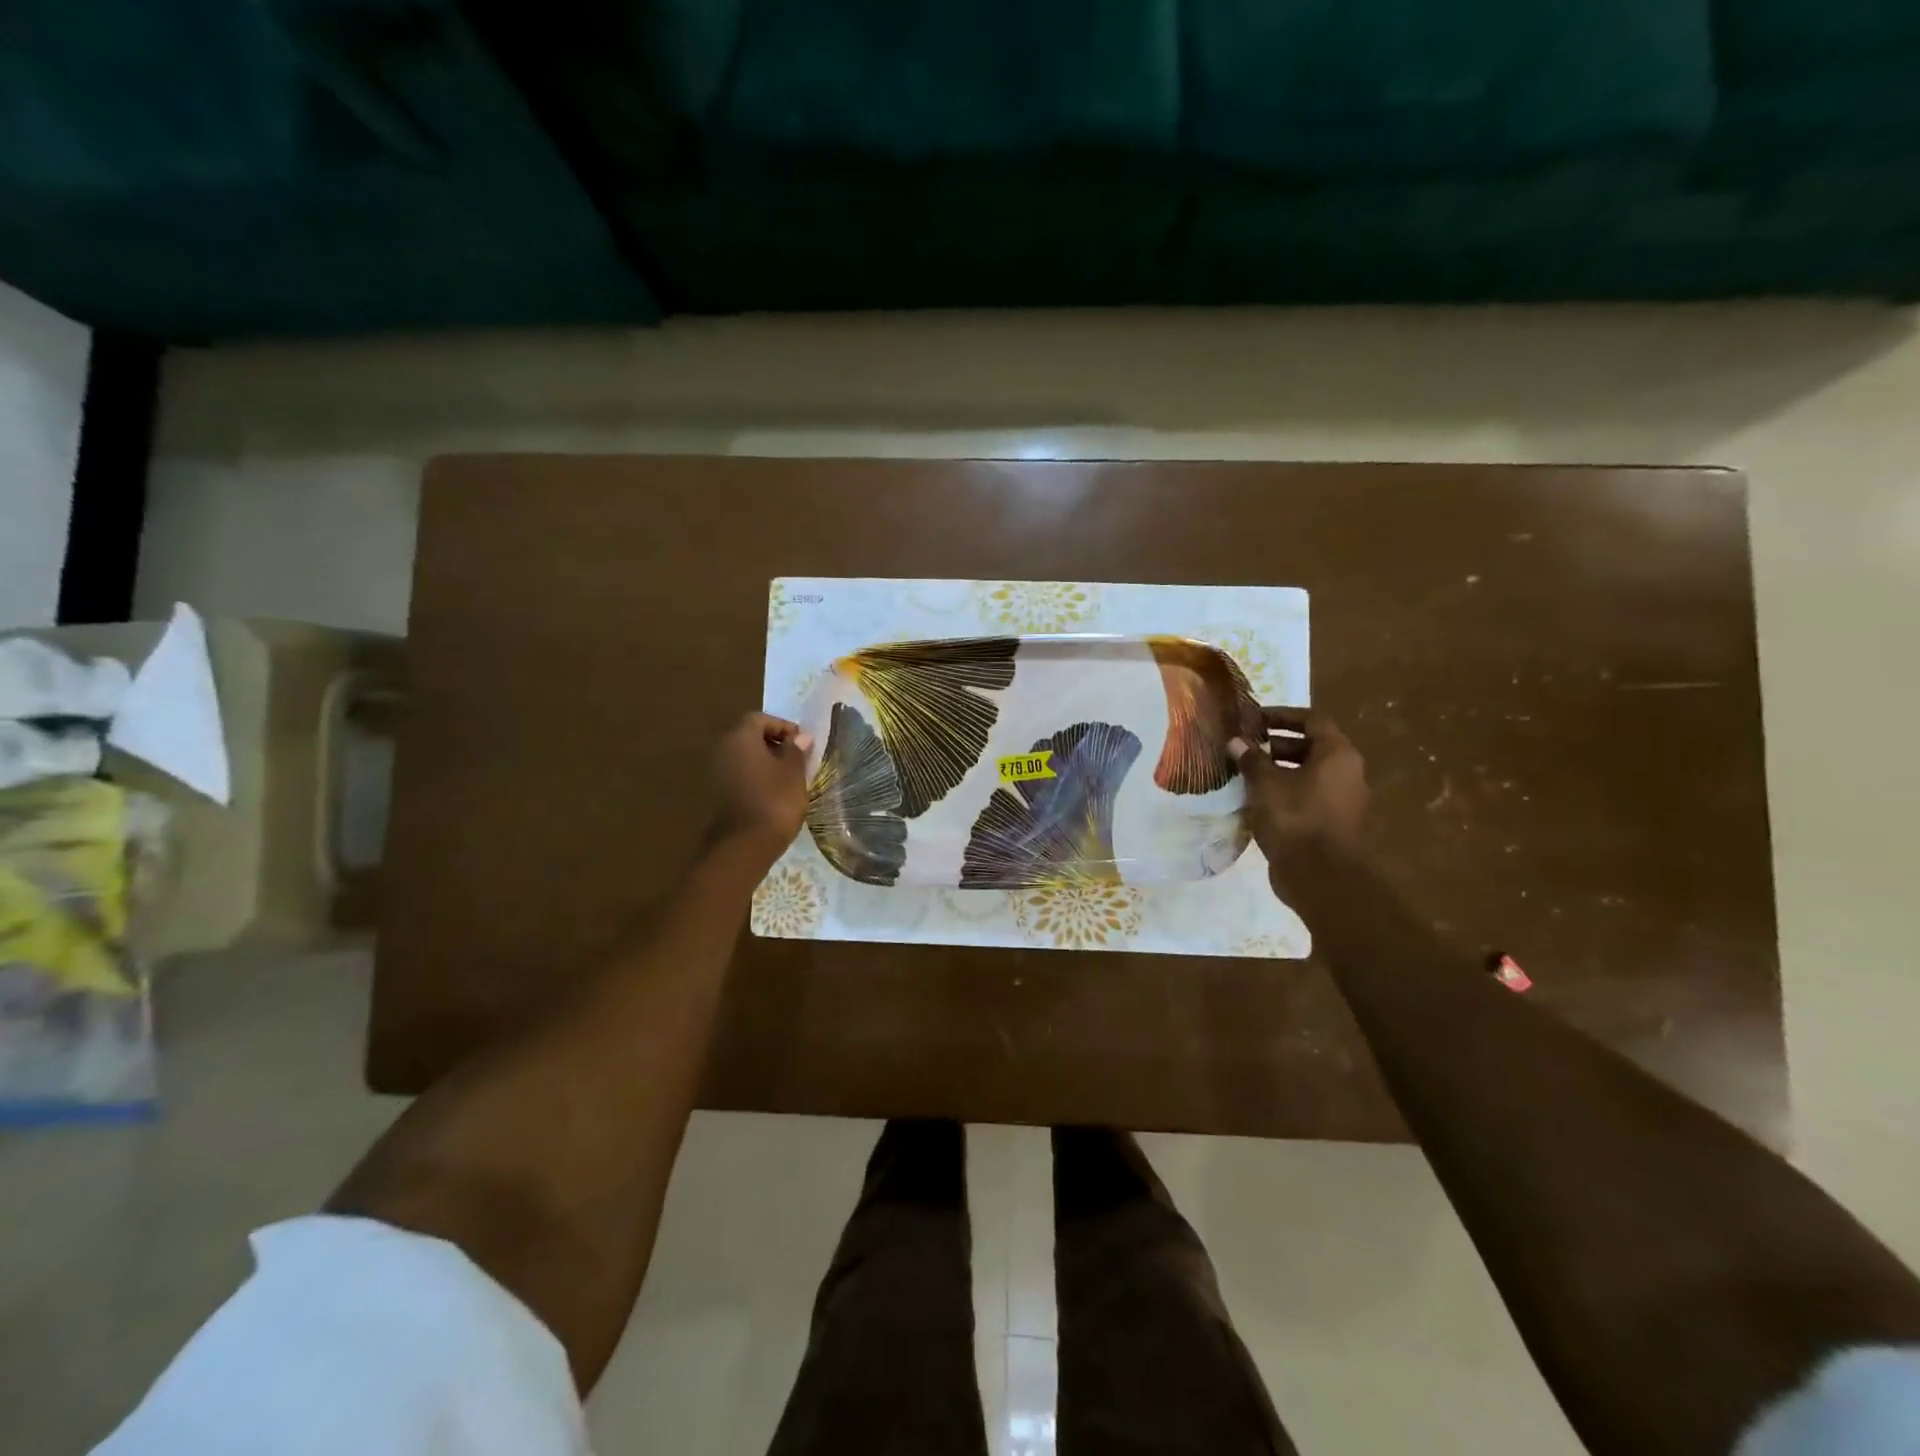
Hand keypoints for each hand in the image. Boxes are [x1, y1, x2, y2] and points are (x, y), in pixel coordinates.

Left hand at [710, 712, 813, 863]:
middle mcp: (722, 749)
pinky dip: (753, 776)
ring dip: (763, 761)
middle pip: (747, 736)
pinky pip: (737, 774)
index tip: (801, 741)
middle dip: (772, 742)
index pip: (759, 718)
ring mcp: (714, 772)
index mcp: (740, 738)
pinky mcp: (715, 793)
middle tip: (796, 757)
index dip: (782, 726)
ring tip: (787, 776)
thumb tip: (801, 737)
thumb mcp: (794, 774)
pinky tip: (771, 791)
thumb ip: (796, 751)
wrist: (743, 846)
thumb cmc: (774, 801)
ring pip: (742, 756)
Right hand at [1231, 708, 1368, 883]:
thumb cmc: (1295, 818)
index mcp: (1337, 755)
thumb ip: (1251, 759)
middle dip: (1275, 744)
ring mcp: (1341, 800)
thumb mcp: (1265, 784)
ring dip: (1277, 770)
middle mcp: (1346, 773)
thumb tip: (1235, 741)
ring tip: (1245, 774)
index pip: (1312, 720)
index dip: (1282, 715)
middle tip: (1245, 747)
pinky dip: (1283, 793)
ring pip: (1307, 774)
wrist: (1320, 876)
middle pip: (1311, 747)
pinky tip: (1256, 801)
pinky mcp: (1331, 824)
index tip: (1254, 719)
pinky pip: (1306, 797)